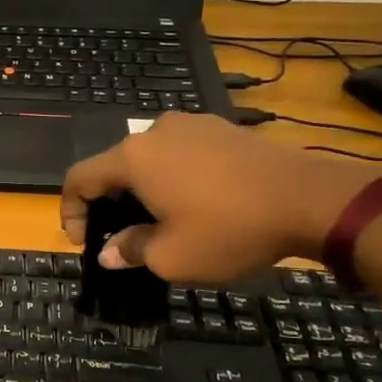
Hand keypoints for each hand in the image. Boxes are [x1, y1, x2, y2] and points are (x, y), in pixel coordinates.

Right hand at [60, 113, 375, 282]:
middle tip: (122, 236)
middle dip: (110, 203)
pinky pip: (182, 153)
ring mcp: (192, 125)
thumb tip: (109, 252)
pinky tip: (197, 203)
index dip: (71, 210)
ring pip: (150, 159)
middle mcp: (155, 131)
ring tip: (162, 220)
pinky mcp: (222, 128)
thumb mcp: (171, 257)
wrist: (311, 199)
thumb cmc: (229, 229)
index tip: (83, 241)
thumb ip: (130, 250)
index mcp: (132, 158)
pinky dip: (175, 177)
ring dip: (144, 189)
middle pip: (114, 166)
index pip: (79, 178)